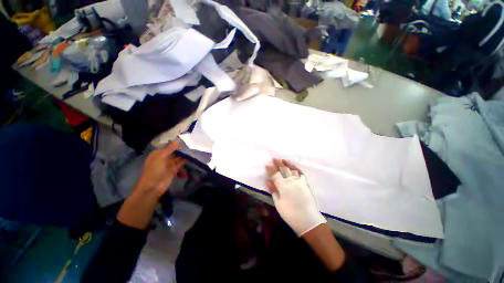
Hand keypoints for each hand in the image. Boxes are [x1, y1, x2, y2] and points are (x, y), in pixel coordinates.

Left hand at [117, 141, 186, 229]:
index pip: (170, 147)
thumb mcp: (160, 158)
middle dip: (183, 151)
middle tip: (194, 148)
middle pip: (175, 153)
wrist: (152, 188)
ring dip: (185, 158)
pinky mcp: (174, 171)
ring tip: (195, 155)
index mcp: (158, 153)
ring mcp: (169, 165)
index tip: (188, 142)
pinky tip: (191, 162)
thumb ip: (170, 149)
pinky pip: (181, 166)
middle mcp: (164, 158)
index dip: (178, 145)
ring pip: (179, 159)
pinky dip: (185, 165)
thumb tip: (178, 140)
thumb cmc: (154, 171)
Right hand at [265, 159, 326, 235]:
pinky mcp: (305, 183)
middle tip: (274, 158)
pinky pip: (301, 173)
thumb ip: (273, 190)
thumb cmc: (290, 214)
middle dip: (278, 163)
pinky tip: (294, 166)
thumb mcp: (278, 204)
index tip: (268, 164)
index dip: (271, 169)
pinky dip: (297, 168)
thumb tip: (267, 180)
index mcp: (283, 186)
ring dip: (287, 164)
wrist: (308, 220)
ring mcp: (299, 181)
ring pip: (292, 169)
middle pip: (284, 169)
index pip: (275, 174)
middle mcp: (291, 181)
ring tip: (283, 159)